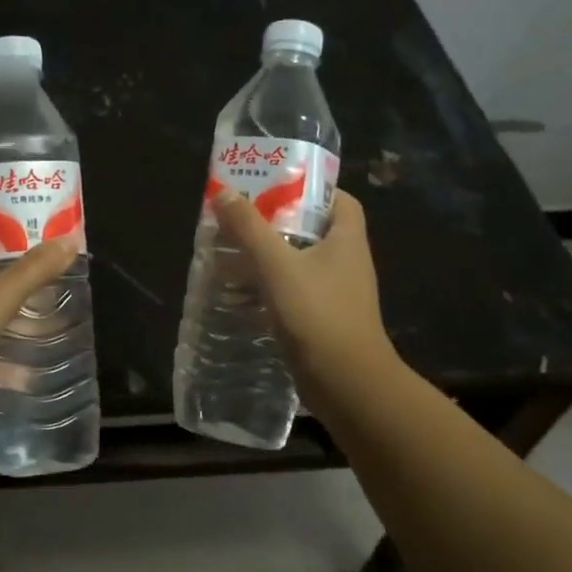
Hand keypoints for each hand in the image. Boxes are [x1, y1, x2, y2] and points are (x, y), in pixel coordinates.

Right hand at [214, 188, 395, 409]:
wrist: (347, 384)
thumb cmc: (317, 313)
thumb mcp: (277, 264)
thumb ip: (249, 228)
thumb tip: (224, 192)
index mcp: (347, 240)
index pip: (339, 200)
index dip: (311, 189)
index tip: (275, 187)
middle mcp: (347, 263)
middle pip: (312, 231)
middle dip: (276, 225)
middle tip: (240, 221)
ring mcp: (337, 295)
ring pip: (299, 265)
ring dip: (267, 260)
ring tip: (230, 256)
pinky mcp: (323, 322)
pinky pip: (293, 295)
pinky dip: (268, 292)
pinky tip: (238, 298)